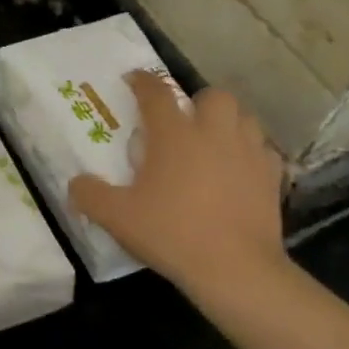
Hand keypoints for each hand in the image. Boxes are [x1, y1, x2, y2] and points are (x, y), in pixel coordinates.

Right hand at [70, 73, 286, 310]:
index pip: (156, 93)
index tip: (133, 80)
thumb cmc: (171, 234)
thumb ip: (90, 195)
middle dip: (196, 102)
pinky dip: (249, 152)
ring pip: (244, 117)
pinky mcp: (272, 177)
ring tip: (212, 142)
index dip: (142, 82)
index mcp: (174, 135)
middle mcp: (214, 133)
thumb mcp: (117, 217)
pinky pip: (263, 150)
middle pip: (213, 96)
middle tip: (182, 122)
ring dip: (227, 122)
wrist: (234, 268)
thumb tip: (76, 183)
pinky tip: (238, 171)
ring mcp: (249, 153)